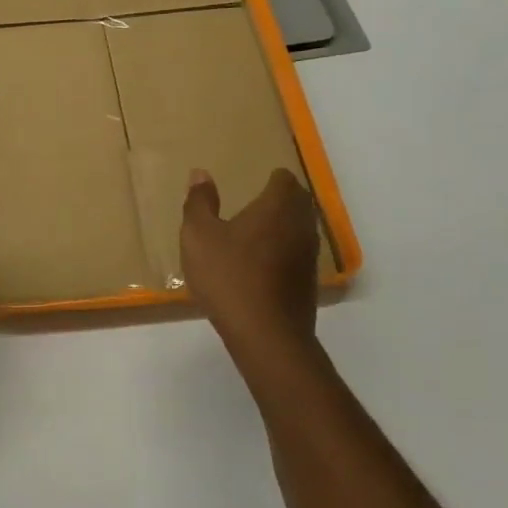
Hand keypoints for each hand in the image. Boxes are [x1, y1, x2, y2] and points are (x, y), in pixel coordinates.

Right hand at [181, 168, 319, 350]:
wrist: (265, 333)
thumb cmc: (228, 276)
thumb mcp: (198, 236)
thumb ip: (199, 202)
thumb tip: (200, 173)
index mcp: (277, 207)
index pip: (284, 179)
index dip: (271, 178)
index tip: (255, 180)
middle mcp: (301, 225)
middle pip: (298, 201)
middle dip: (281, 198)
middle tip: (256, 201)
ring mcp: (309, 255)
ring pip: (301, 228)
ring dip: (284, 225)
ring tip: (257, 231)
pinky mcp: (308, 281)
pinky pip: (298, 254)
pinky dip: (284, 251)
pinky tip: (262, 264)